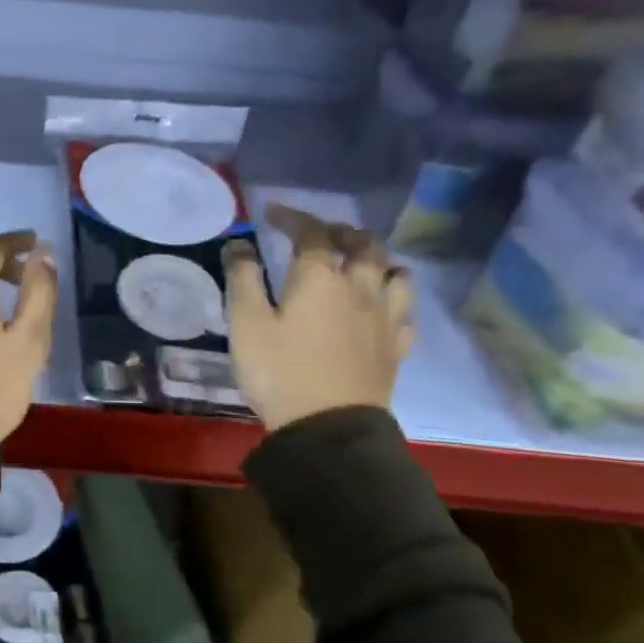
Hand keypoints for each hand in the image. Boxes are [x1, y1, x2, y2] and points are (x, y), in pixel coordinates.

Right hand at [224, 204, 414, 433]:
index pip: (312, 232)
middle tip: (318, 235)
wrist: (327, 428)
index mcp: (321, 278)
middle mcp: (360, 288)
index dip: (292, 217)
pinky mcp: (396, 347)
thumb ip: (243, 278)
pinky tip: (379, 309)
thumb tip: (239, 244)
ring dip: (376, 261)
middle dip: (340, 232)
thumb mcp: (246, 323)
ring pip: (395, 273)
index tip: (271, 214)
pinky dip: (391, 300)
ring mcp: (385, 318)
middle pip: (363, 245)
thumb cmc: (279, 372)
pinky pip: (404, 312)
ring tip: (358, 266)